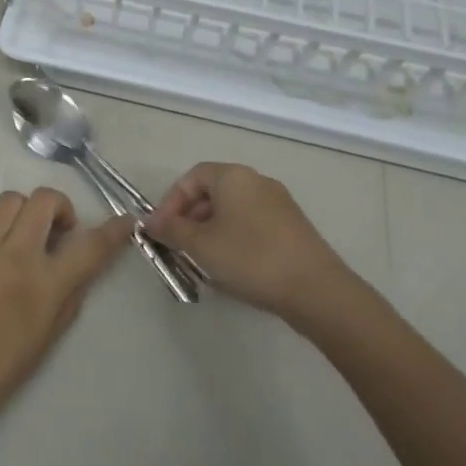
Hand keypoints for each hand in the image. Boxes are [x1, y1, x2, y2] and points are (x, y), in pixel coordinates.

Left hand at [0, 189, 132, 424]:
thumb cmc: (0, 368)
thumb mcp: (48, 338)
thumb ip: (69, 296)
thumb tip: (78, 266)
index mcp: (46, 286)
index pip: (91, 247)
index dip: (114, 230)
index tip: (125, 221)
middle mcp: (17, 257)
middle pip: (45, 200)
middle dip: (58, 208)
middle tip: (55, 229)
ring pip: (10, 199)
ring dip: (22, 213)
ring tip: (16, 235)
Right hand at [148, 163, 352, 324]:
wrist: (316, 289)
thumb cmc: (250, 257)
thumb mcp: (201, 245)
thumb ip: (171, 230)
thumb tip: (149, 222)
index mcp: (233, 176)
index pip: (192, 177)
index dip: (171, 202)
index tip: (163, 230)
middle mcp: (257, 181)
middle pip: (213, 192)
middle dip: (190, 218)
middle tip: (180, 247)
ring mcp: (279, 203)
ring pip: (233, 210)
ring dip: (212, 231)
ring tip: (204, 261)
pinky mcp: (293, 227)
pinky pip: (253, 224)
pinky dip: (235, 238)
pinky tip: (234, 267)